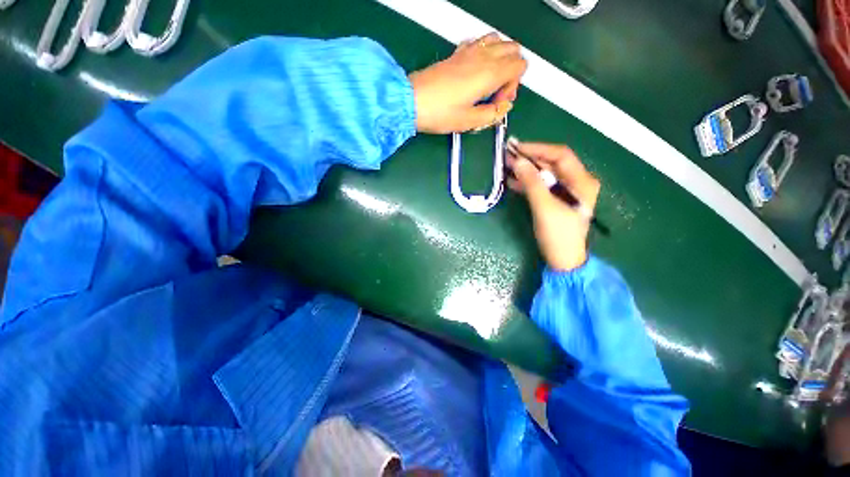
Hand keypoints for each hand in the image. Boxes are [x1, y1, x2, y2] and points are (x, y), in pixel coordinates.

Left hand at [408, 33, 526, 133]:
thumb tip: (503, 108)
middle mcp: (482, 56)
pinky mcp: (457, 53)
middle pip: (513, 50)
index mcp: (489, 73)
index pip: (520, 65)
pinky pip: (480, 43)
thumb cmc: (439, 113)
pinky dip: (485, 53)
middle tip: (495, 94)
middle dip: (511, 71)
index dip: (514, 86)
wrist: (411, 101)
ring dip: (501, 60)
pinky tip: (475, 71)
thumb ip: (492, 114)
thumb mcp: (469, 122)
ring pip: (499, 42)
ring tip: (488, 82)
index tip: (498, 102)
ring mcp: (469, 51)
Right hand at [506, 141, 600, 270]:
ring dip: (526, 170)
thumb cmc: (558, 234)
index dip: (538, 149)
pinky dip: (527, 183)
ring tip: (507, 167)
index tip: (517, 148)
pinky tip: (513, 182)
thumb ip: (531, 182)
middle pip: (552, 164)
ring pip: (545, 174)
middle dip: (530, 159)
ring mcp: (566, 192)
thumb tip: (517, 161)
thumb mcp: (544, 206)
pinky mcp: (556, 201)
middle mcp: (576, 182)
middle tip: (508, 156)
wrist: (563, 259)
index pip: (560, 155)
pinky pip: (541, 186)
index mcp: (581, 181)